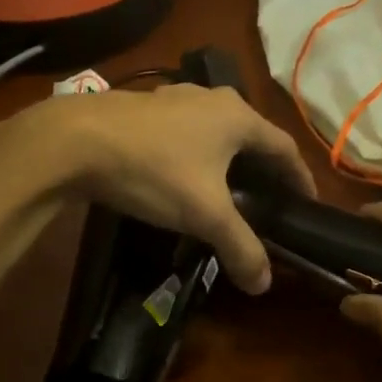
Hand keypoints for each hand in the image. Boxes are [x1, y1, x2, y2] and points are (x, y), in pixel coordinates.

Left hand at [3, 84, 316, 293]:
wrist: (74, 140)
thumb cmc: (154, 170)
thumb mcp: (204, 214)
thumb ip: (240, 246)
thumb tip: (265, 284)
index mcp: (238, 117)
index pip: (284, 148)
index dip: (300, 177)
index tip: (307, 204)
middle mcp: (213, 98)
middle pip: (252, 136)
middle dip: (264, 168)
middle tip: (269, 201)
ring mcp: (176, 97)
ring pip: (216, 131)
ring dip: (228, 158)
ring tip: (228, 190)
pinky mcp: (146, 107)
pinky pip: (187, 131)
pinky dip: (196, 153)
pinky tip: (182, 175)